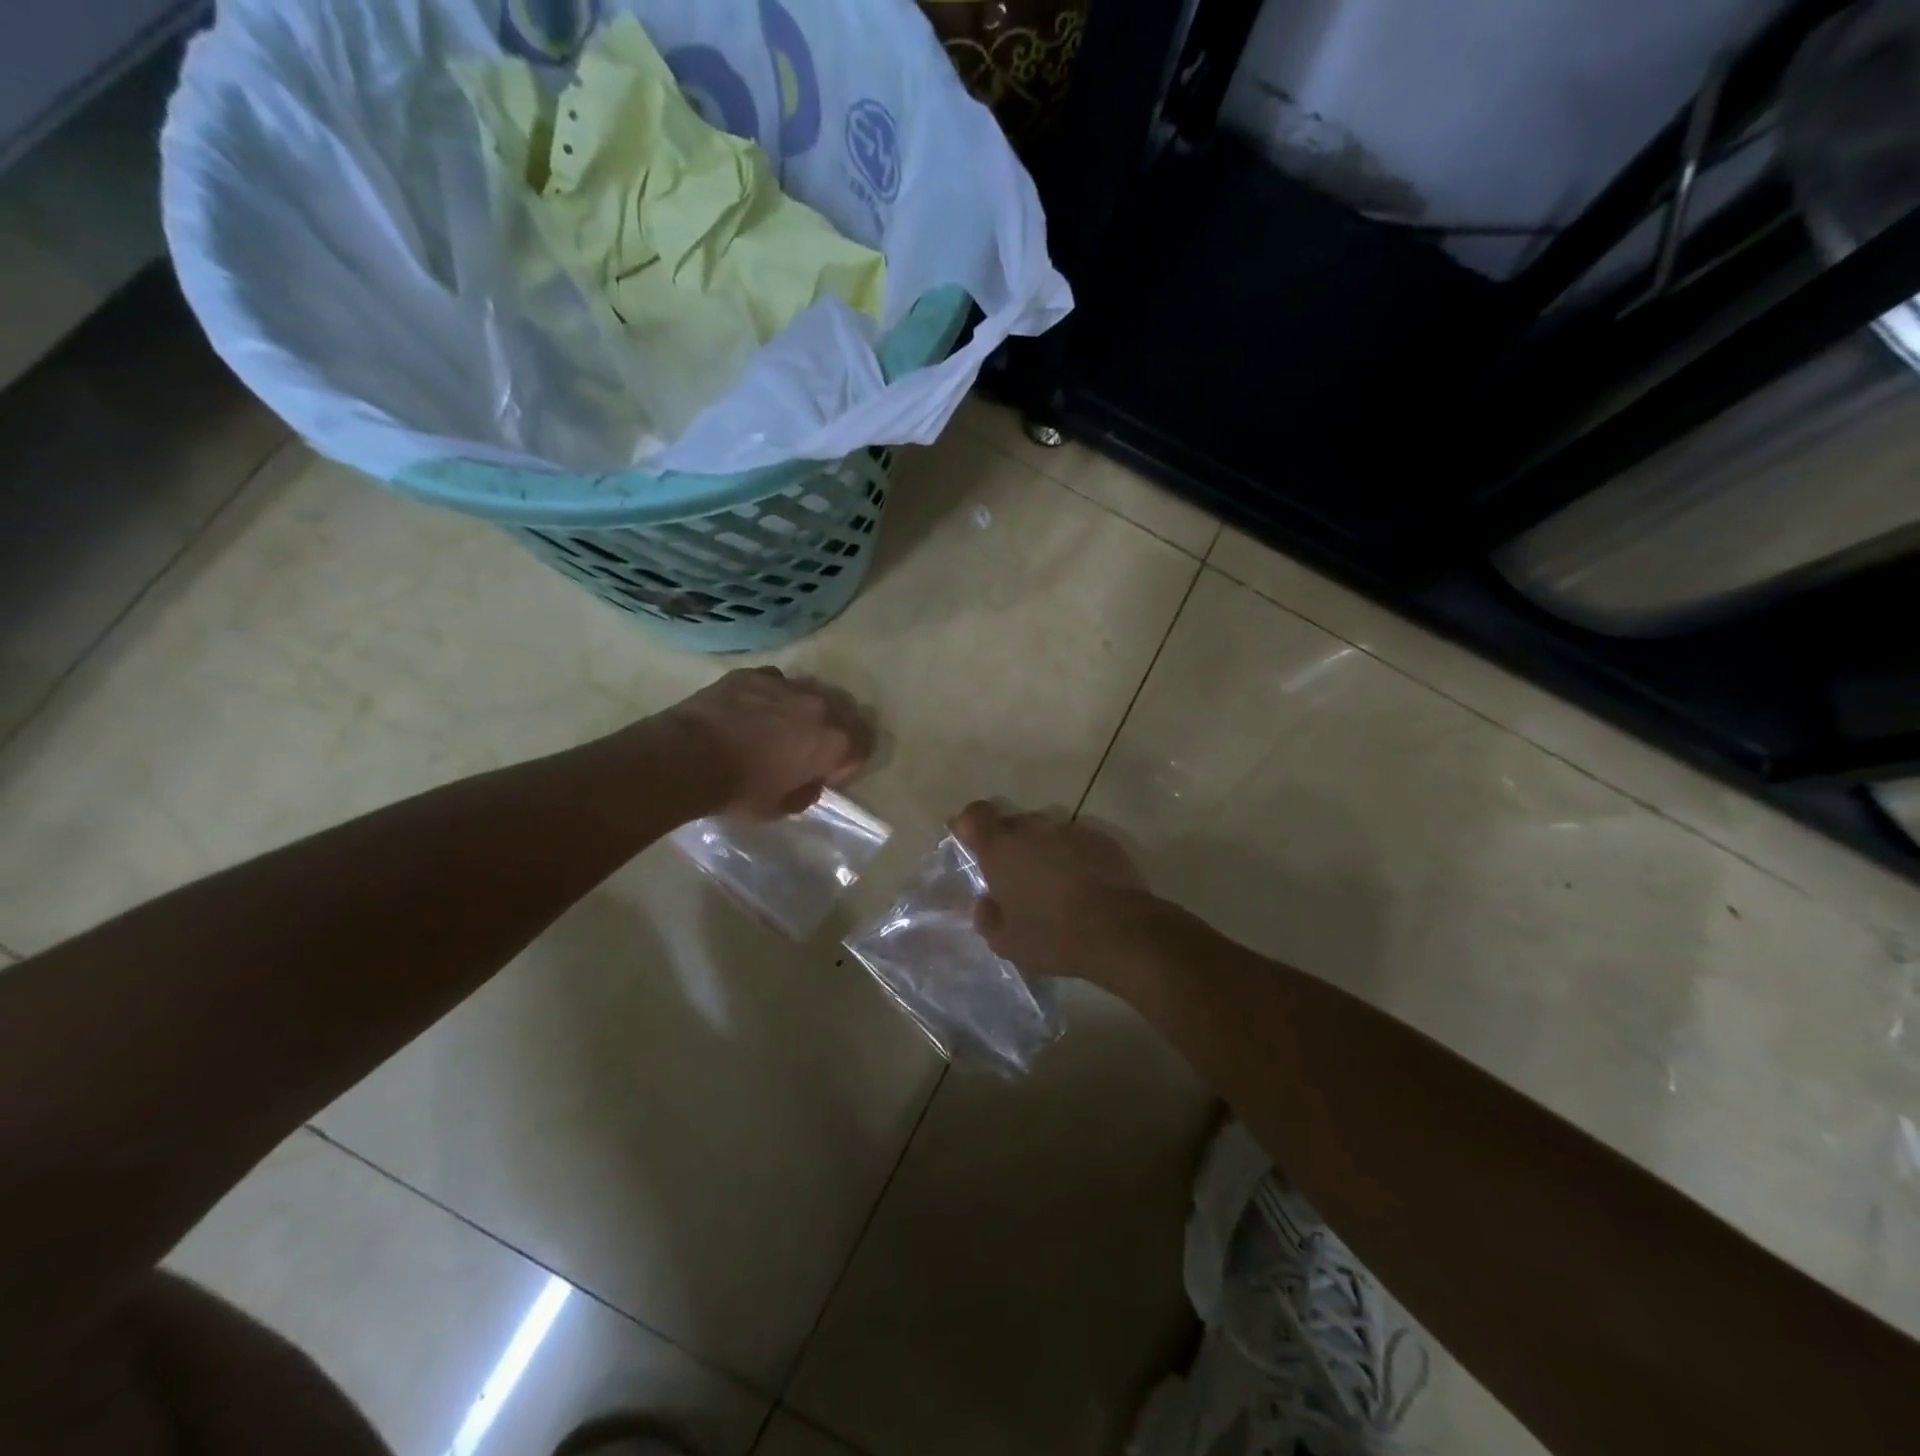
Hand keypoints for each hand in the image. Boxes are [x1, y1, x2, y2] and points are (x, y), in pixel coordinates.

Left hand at [652, 668, 873, 819]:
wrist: (688, 757)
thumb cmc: (741, 790)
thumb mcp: (782, 807)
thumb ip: (807, 791)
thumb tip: (810, 780)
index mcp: (835, 740)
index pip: (864, 745)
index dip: (848, 763)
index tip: (826, 775)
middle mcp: (819, 705)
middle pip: (843, 712)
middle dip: (833, 730)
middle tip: (808, 749)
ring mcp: (786, 683)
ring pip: (810, 692)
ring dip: (804, 710)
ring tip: (780, 727)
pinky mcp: (754, 673)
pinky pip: (776, 682)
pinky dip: (772, 696)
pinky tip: (752, 712)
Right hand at [951, 801, 1163, 988]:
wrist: (1119, 930)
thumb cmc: (1052, 936)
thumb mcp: (1006, 941)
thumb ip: (988, 917)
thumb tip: (987, 903)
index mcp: (1001, 848)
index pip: (975, 814)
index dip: (969, 824)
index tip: (970, 842)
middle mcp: (1033, 829)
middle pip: (1012, 823)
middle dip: (1009, 844)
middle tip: (1015, 877)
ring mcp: (1070, 830)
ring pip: (1046, 833)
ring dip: (1044, 850)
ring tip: (1054, 884)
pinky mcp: (1102, 839)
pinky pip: (1077, 842)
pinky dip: (1074, 857)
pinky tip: (1084, 886)